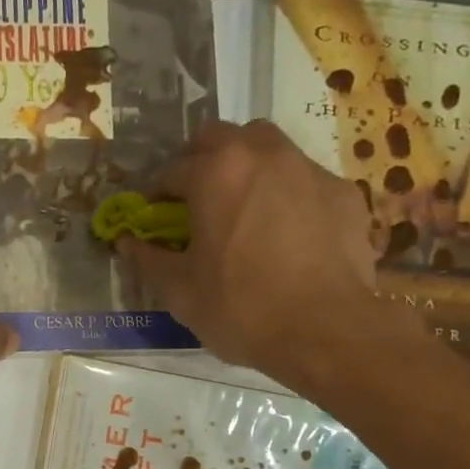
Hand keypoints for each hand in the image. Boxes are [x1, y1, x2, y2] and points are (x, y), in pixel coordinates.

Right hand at [120, 120, 404, 391]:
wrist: (326, 331)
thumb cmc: (240, 307)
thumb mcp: (180, 291)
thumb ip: (148, 259)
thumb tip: (126, 242)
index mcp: (216, 173)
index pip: (172, 170)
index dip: (156, 195)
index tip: (153, 217)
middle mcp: (263, 155)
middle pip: (221, 137)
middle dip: (200, 161)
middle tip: (194, 200)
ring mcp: (309, 169)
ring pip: (268, 147)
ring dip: (246, 167)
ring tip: (242, 207)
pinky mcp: (343, 193)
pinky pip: (304, 179)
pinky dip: (286, 193)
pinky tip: (286, 231)